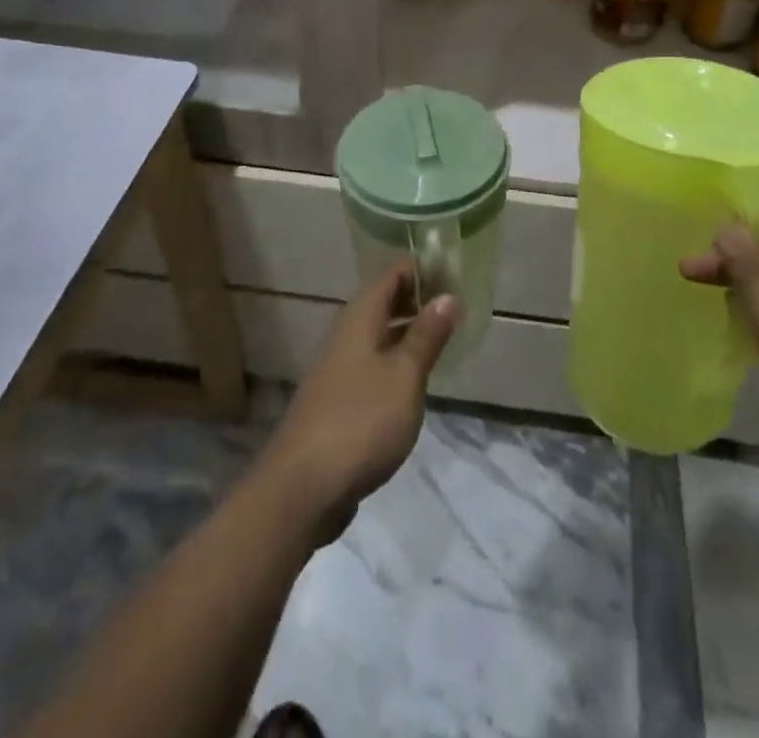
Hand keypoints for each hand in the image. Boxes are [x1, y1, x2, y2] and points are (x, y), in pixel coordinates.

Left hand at [255, 265, 459, 542]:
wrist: (302, 488)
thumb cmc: (361, 421)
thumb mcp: (404, 376)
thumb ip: (426, 335)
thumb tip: (447, 295)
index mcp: (360, 318)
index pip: (392, 275)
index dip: (421, 269)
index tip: (454, 274)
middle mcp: (346, 335)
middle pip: (383, 302)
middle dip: (417, 300)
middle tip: (457, 307)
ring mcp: (338, 369)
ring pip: (378, 335)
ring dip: (407, 332)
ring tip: (444, 339)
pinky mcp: (337, 401)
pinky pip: (372, 365)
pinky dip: (395, 362)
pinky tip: (414, 382)